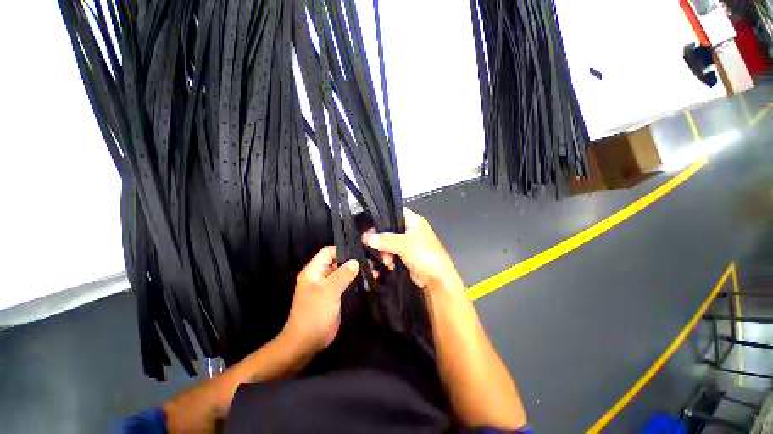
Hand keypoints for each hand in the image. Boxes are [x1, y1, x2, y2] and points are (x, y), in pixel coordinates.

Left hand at [282, 246, 359, 356]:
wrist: (307, 343)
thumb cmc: (314, 314)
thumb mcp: (328, 292)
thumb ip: (342, 275)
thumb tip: (356, 262)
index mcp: (314, 271)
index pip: (328, 252)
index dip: (342, 250)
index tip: (359, 253)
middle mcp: (320, 275)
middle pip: (337, 261)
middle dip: (353, 260)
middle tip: (370, 263)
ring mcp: (328, 285)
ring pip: (343, 272)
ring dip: (356, 271)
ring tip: (373, 271)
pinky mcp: (334, 295)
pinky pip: (346, 283)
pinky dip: (355, 280)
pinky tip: (368, 280)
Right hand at [362, 208, 463, 293]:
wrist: (436, 279)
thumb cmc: (426, 256)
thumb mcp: (404, 245)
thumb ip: (385, 240)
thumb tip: (368, 238)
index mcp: (414, 221)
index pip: (394, 213)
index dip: (382, 219)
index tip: (371, 229)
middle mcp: (411, 229)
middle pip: (389, 229)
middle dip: (382, 240)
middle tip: (375, 247)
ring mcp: (408, 242)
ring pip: (389, 242)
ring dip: (384, 251)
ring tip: (387, 260)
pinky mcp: (406, 254)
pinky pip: (392, 252)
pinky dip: (389, 257)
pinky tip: (389, 264)